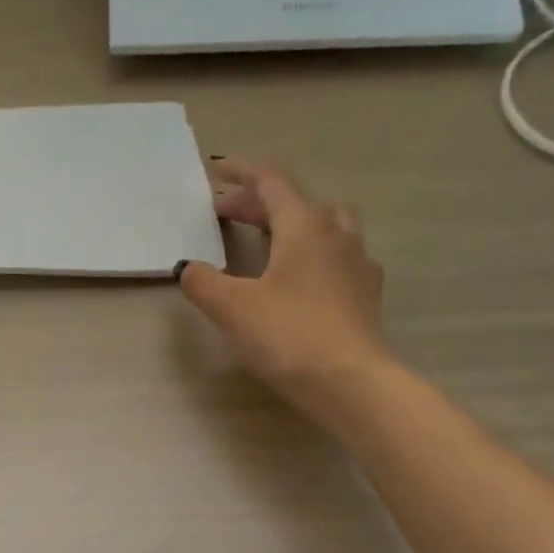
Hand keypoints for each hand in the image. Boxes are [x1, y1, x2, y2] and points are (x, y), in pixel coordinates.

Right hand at [177, 158, 388, 413]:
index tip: (217, 171)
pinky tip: (296, 276)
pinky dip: (308, 251)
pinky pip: (334, 253)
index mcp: (304, 225)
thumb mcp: (232, 308)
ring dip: (287, 222)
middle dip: (255, 202)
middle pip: (294, 201)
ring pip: (321, 223)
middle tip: (222, 214)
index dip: (242, 172)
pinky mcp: (364, 290)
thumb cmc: (288, 335)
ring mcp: (356, 260)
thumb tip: (189, 268)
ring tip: (263, 238)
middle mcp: (336, 232)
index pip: (272, 180)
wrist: (351, 381)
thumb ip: (203, 282)